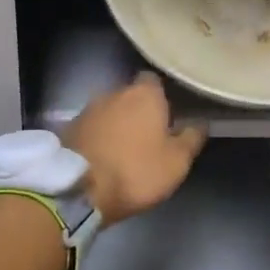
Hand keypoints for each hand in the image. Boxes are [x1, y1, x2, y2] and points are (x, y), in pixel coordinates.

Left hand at [67, 73, 206, 225]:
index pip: (154, 80)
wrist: (78, 189)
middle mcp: (114, 92)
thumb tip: (201, 123)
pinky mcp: (69, 127)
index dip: (161, 96)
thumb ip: (191, 138)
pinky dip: (98, 136)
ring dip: (116, 124)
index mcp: (144, 94)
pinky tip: (103, 156)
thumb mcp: (176, 162)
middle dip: (138, 111)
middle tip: (149, 136)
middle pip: (131, 95)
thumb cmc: (136, 171)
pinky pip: (91, 127)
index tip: (168, 115)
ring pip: (109, 111)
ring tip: (124, 149)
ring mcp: (88, 108)